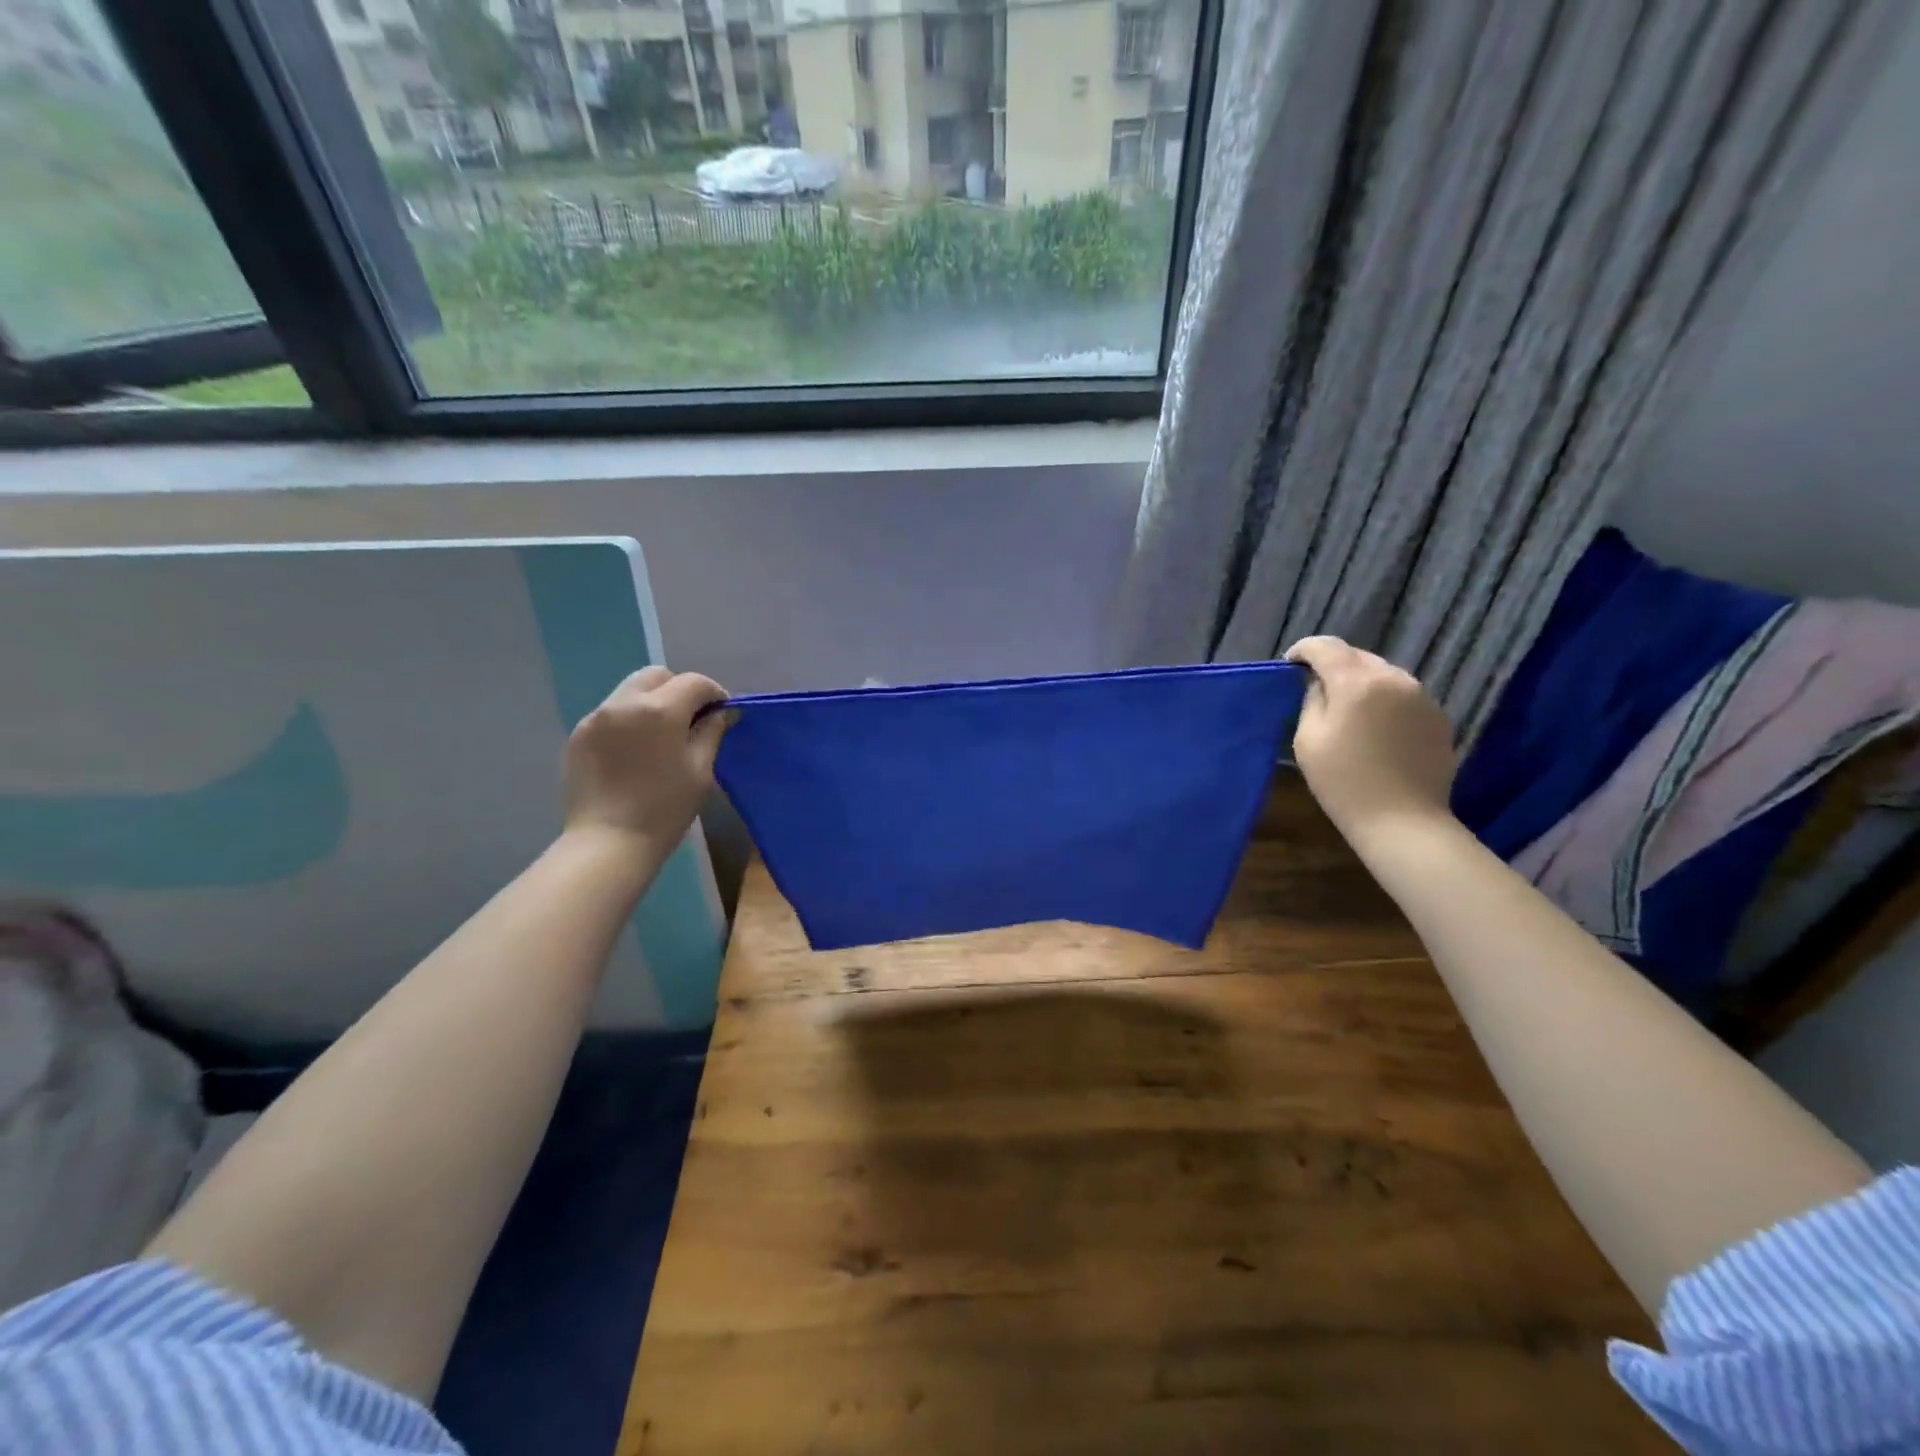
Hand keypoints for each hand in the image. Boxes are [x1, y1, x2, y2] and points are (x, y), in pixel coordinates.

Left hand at [563, 667, 730, 857]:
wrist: (608, 843)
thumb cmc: (664, 808)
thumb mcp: (700, 770)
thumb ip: (712, 732)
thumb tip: (722, 713)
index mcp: (659, 710)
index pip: (694, 682)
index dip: (714, 693)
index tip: (722, 714)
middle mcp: (624, 702)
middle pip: (657, 676)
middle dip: (679, 689)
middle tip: (691, 719)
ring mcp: (596, 717)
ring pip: (631, 691)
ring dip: (652, 702)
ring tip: (662, 736)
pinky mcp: (579, 735)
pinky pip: (611, 713)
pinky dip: (629, 720)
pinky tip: (636, 751)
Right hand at [1283, 636, 1457, 842]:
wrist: (1403, 821)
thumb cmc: (1343, 781)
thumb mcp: (1308, 739)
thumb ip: (1312, 700)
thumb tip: (1319, 684)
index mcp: (1358, 682)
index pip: (1326, 647)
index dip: (1304, 650)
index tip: (1291, 664)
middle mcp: (1395, 679)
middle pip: (1358, 656)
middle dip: (1334, 665)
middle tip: (1317, 688)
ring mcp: (1422, 697)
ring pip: (1383, 674)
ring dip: (1362, 682)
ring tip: (1348, 709)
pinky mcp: (1438, 718)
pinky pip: (1403, 696)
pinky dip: (1384, 701)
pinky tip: (1375, 729)